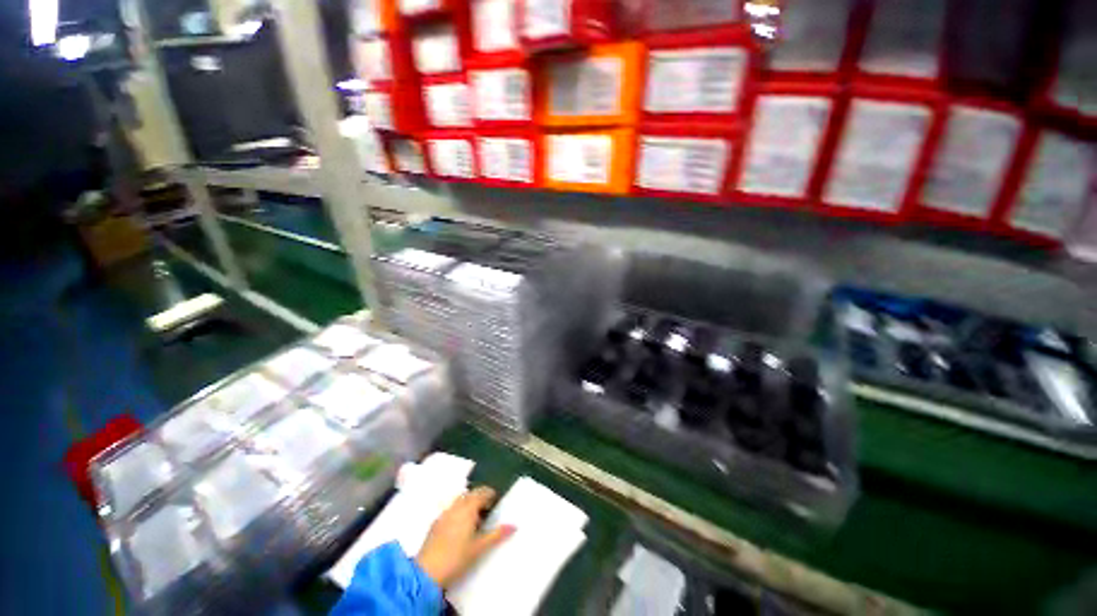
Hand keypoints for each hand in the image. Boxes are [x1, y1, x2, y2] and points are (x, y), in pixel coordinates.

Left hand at [416, 486, 514, 588]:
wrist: (427, 572)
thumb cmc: (457, 557)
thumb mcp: (480, 547)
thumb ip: (497, 535)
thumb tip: (513, 525)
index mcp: (468, 508)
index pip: (482, 493)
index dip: (490, 494)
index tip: (496, 500)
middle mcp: (456, 507)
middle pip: (470, 494)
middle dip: (479, 497)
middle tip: (487, 508)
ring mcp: (444, 514)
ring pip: (459, 501)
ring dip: (468, 503)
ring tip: (473, 518)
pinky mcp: (435, 523)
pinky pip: (450, 509)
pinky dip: (457, 511)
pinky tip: (459, 527)